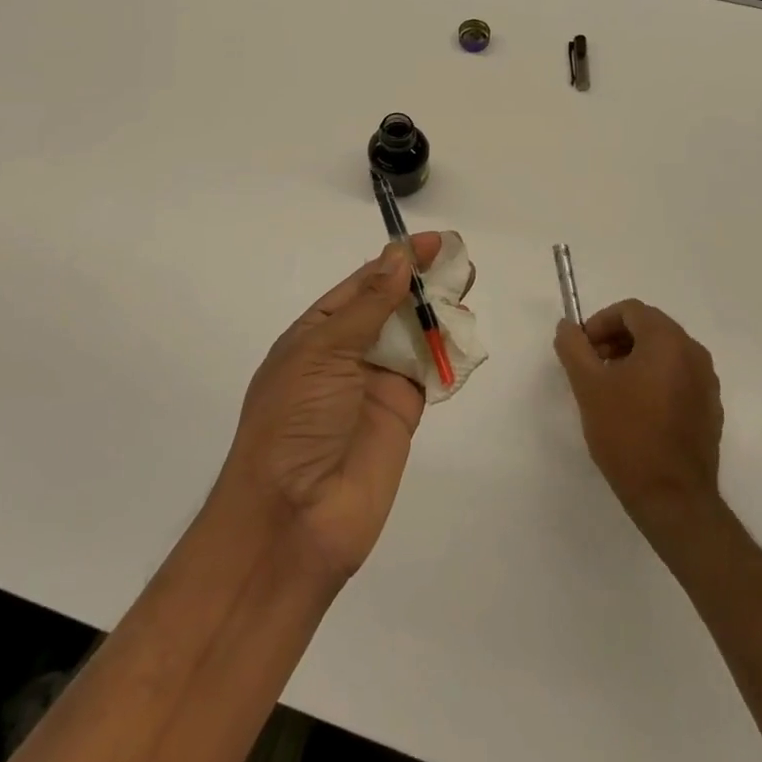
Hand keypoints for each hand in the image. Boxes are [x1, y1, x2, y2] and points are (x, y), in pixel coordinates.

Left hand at [221, 234, 441, 582]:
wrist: (293, 519)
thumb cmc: (294, 420)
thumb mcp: (323, 352)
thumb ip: (369, 306)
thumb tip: (399, 256)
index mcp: (316, 333)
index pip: (362, 284)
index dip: (396, 261)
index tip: (434, 242)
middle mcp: (346, 354)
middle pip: (391, 306)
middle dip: (422, 282)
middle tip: (460, 260)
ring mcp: (375, 384)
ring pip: (413, 336)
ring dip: (438, 312)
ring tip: (468, 286)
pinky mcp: (402, 414)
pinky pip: (429, 374)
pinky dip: (448, 353)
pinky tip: (467, 331)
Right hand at [555, 300, 726, 540]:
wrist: (672, 499)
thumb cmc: (628, 434)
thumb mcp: (588, 386)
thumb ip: (573, 347)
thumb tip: (567, 327)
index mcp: (668, 341)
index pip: (630, 311)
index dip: (600, 322)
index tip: (582, 348)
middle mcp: (694, 354)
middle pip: (649, 328)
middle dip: (616, 339)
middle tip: (592, 366)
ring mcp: (707, 383)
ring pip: (664, 353)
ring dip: (633, 359)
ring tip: (610, 389)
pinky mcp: (710, 409)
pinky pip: (678, 378)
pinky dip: (654, 380)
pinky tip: (635, 410)